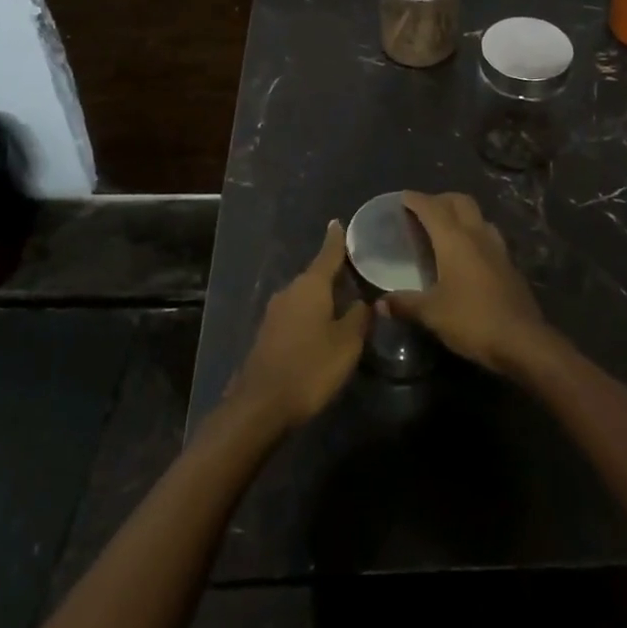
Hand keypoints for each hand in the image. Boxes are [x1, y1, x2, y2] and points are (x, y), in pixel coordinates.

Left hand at [228, 220, 370, 430]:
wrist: (261, 405)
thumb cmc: (310, 368)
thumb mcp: (347, 344)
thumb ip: (359, 318)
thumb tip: (365, 301)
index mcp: (311, 285)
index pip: (328, 253)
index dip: (336, 239)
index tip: (338, 222)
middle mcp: (290, 290)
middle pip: (316, 275)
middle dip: (334, 274)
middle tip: (356, 273)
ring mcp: (275, 312)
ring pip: (305, 296)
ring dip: (322, 297)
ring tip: (343, 302)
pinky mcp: (268, 333)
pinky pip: (295, 314)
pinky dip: (310, 314)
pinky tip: (322, 327)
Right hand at [385, 192, 554, 375]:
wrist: (522, 340)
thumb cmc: (472, 320)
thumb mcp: (432, 314)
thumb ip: (405, 304)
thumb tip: (379, 304)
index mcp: (454, 239)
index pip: (432, 207)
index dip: (415, 199)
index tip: (402, 197)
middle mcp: (476, 234)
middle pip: (459, 201)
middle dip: (440, 199)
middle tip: (423, 211)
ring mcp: (497, 247)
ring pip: (477, 215)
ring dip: (461, 213)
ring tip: (446, 229)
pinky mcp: (509, 263)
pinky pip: (488, 235)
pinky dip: (474, 233)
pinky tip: (468, 254)